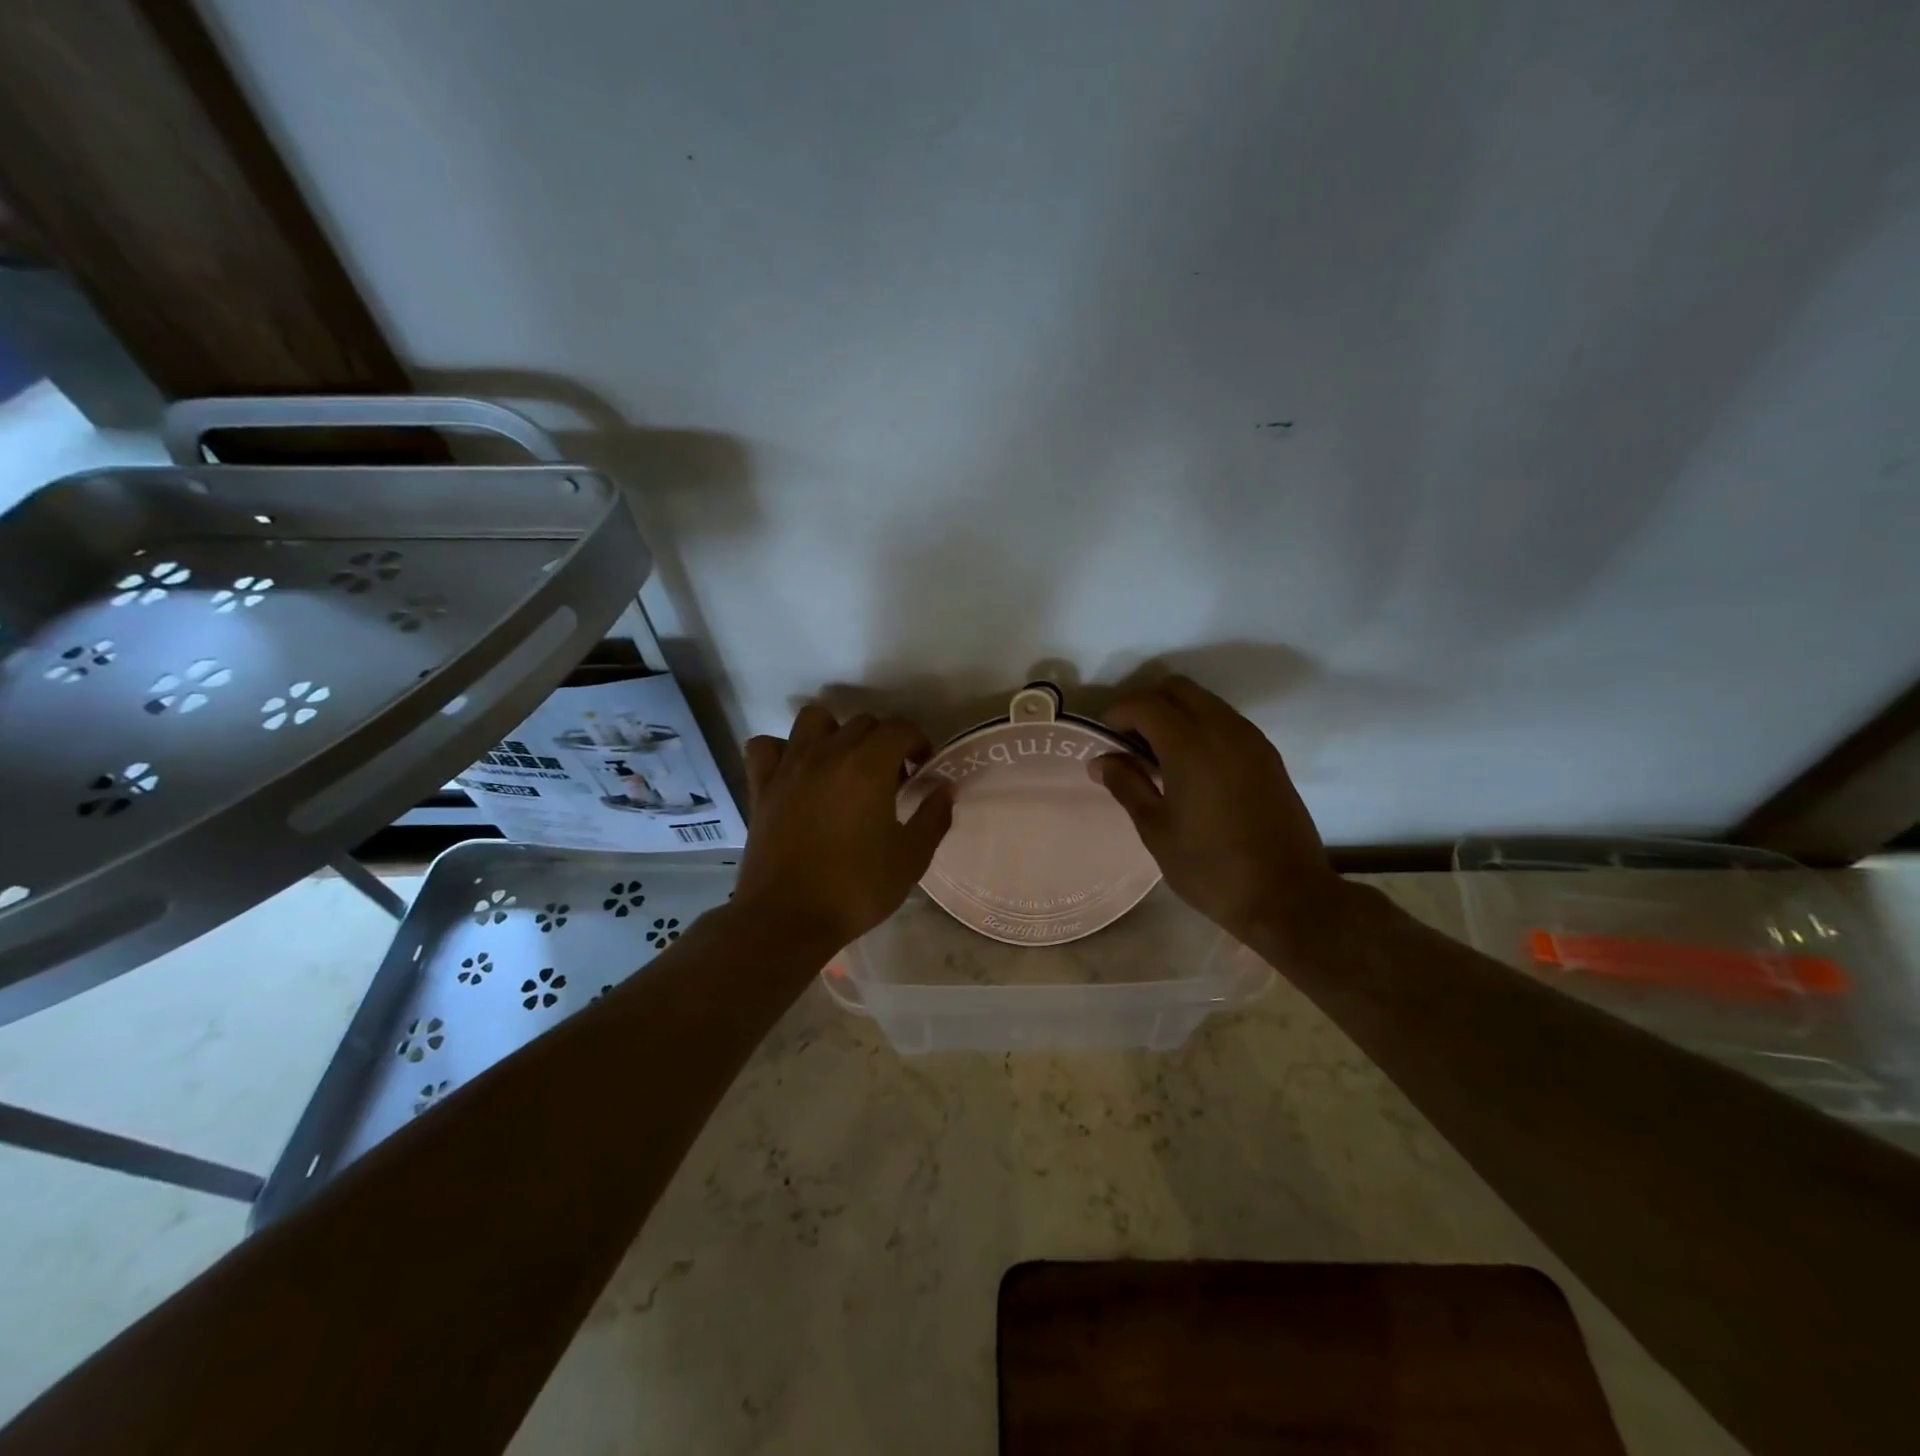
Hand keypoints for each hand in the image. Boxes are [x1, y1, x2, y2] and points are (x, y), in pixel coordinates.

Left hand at [735, 705, 953, 949]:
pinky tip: (796, 773)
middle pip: (862, 722)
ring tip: (844, 765)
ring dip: (835, 733)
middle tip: (891, 779)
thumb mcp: (910, 859)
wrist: (786, 918)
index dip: (918, 742)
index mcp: (868, 767)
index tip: (923, 769)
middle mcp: (828, 754)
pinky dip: (783, 751)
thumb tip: (945, 788)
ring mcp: (790, 766)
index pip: (900, 728)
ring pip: (814, 720)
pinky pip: (767, 746)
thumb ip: (933, 817)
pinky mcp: (761, 785)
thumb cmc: (855, 889)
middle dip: (884, 742)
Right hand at [1092, 676, 1339, 942]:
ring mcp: (1251, 740)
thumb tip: (1101, 760)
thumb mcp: (1156, 829)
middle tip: (1127, 740)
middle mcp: (1223, 729)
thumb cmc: (1210, 867)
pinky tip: (1190, 767)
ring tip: (1156, 755)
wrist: (1287, 896)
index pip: (1145, 704)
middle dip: (1146, 704)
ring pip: (1205, 701)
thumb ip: (1126, 784)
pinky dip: (1200, 727)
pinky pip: (1226, 721)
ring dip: (1175, 713)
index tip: (1101, 738)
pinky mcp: (1268, 756)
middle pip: (1177, 689)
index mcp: (1190, 745)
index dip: (1116, 713)